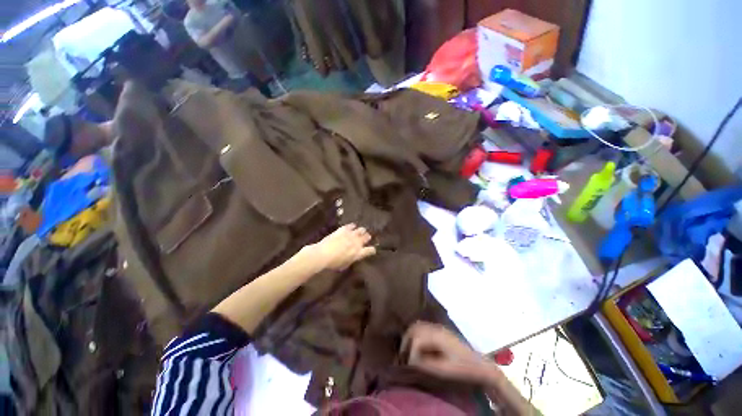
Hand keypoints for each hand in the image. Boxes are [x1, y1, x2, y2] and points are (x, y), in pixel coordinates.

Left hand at [307, 224, 375, 270]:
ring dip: (362, 230)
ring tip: (362, 230)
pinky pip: (351, 225)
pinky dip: (352, 226)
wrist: (323, 254)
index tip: (373, 249)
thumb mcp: (345, 264)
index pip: (370, 250)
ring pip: (361, 230)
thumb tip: (354, 256)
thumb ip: (352, 259)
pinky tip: (353, 226)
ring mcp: (351, 235)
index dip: (372, 250)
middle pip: (366, 237)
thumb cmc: (333, 263)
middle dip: (367, 237)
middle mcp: (357, 243)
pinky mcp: (344, 230)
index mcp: (358, 253)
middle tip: (367, 237)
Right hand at [402, 321, 499, 383]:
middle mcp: (436, 328)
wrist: (481, 365)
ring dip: (410, 337)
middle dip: (406, 341)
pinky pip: (423, 328)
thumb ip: (427, 365)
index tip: (409, 366)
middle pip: (414, 328)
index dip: (411, 353)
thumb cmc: (464, 369)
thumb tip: (412, 363)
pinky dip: (416, 335)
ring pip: (418, 326)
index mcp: (438, 336)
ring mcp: (438, 328)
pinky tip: (417, 346)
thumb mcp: (446, 370)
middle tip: (403, 356)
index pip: (417, 340)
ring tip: (408, 351)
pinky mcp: (440, 331)